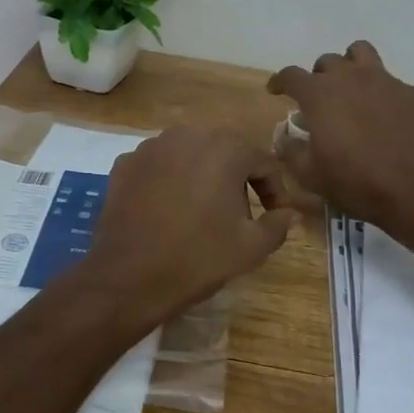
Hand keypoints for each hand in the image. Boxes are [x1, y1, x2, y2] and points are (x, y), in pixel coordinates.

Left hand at [79, 127, 298, 326]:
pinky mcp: (125, 163)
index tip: (275, 216)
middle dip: (238, 179)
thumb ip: (278, 224)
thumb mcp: (251, 247)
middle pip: (225, 152)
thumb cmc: (198, 258)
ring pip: (189, 155)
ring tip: (203, 211)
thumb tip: (287, 213)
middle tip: (241, 214)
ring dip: (202, 176)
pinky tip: (168, 211)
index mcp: (225, 148)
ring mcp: (151, 147)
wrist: (129, 277)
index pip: (263, 162)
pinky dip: (169, 182)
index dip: (275, 190)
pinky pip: (159, 166)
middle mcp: (187, 135)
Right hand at [267, 40, 413, 237]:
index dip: (280, 81)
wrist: (412, 192)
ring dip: (349, 65)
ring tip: (349, 88)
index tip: (276, 90)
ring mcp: (384, 81)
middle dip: (317, 77)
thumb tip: (284, 136)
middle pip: (327, 62)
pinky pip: (389, 80)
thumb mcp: (309, 173)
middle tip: (318, 100)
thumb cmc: (353, 182)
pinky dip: (379, 91)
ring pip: (360, 53)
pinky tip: (382, 114)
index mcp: (320, 94)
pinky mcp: (410, 93)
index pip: (291, 75)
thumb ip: (290, 149)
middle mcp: (350, 77)